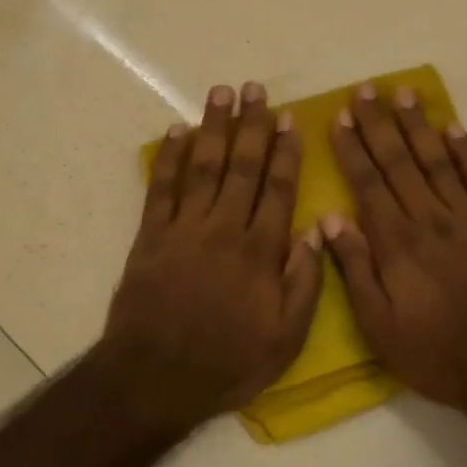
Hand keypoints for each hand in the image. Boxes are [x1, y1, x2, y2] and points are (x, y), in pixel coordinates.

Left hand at [104, 82, 324, 427]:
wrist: (154, 378)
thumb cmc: (227, 362)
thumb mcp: (285, 340)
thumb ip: (304, 283)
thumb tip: (315, 231)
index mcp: (260, 252)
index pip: (278, 189)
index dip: (285, 151)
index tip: (290, 119)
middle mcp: (224, 229)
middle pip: (242, 166)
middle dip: (251, 124)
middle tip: (256, 88)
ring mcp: (184, 229)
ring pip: (203, 166)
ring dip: (214, 127)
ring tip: (221, 93)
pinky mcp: (151, 236)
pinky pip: (161, 188)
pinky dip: (168, 157)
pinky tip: (176, 131)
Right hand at [324, 85, 466, 417]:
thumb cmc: (437, 354)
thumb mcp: (380, 326)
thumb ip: (355, 270)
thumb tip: (330, 220)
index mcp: (397, 243)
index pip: (368, 183)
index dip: (352, 148)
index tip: (340, 117)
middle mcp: (430, 219)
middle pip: (399, 162)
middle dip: (379, 124)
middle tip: (365, 89)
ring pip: (437, 161)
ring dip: (418, 126)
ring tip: (403, 93)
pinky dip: (465, 152)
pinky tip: (452, 128)